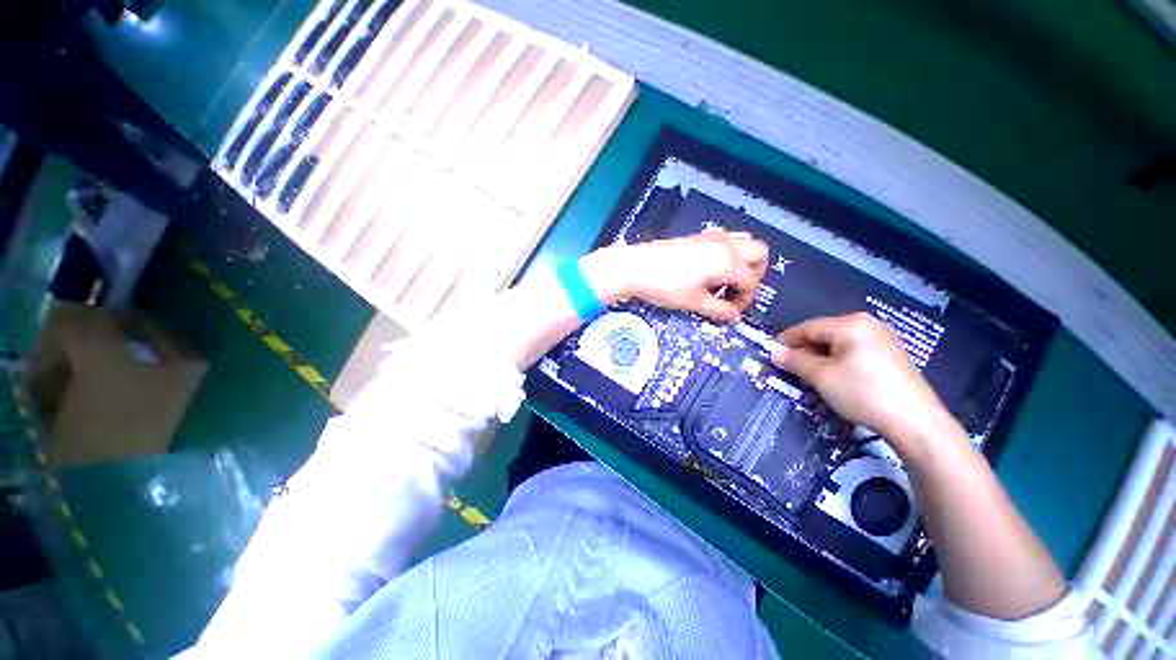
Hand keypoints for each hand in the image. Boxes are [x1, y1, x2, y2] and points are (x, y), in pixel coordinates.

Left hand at [583, 230, 769, 322]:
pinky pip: (725, 239)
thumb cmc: (665, 286)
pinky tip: (709, 270)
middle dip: (755, 274)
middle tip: (734, 292)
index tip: (730, 312)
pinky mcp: (697, 236)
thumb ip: (718, 310)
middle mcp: (726, 244)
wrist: (634, 267)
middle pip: (759, 253)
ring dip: (743, 260)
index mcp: (729, 260)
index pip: (751, 281)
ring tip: (724, 281)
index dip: (745, 300)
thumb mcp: (694, 302)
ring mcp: (711, 236)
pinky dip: (727, 253)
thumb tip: (734, 317)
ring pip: (744, 241)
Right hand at [771, 312, 953, 461]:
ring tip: (808, 373)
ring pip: (839, 343)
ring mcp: (882, 338)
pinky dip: (838, 360)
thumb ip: (795, 361)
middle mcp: (867, 324)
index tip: (771, 352)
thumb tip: (775, 354)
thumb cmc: (862, 392)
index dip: (786, 340)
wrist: (914, 421)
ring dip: (820, 356)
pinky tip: (833, 376)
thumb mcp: (821, 376)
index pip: (807, 327)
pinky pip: (854, 351)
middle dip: (804, 349)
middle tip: (788, 366)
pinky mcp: (891, 354)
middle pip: (824, 333)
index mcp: (850, 324)